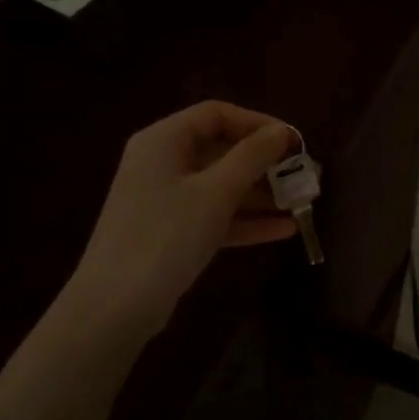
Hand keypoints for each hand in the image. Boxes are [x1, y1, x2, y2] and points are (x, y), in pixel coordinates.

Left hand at [66, 101, 297, 334]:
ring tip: (301, 203)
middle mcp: (161, 163)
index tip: (293, 142)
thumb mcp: (215, 192)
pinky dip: (245, 220)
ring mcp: (165, 200)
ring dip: (260, 194)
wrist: (116, 305)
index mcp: (164, 140)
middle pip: (220, 150)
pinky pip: (214, 215)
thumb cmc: (166, 235)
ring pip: (220, 186)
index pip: (216, 114)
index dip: (258, 123)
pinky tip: (284, 230)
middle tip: (302, 175)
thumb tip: (281, 132)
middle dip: (264, 163)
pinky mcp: (171, 233)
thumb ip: (252, 157)